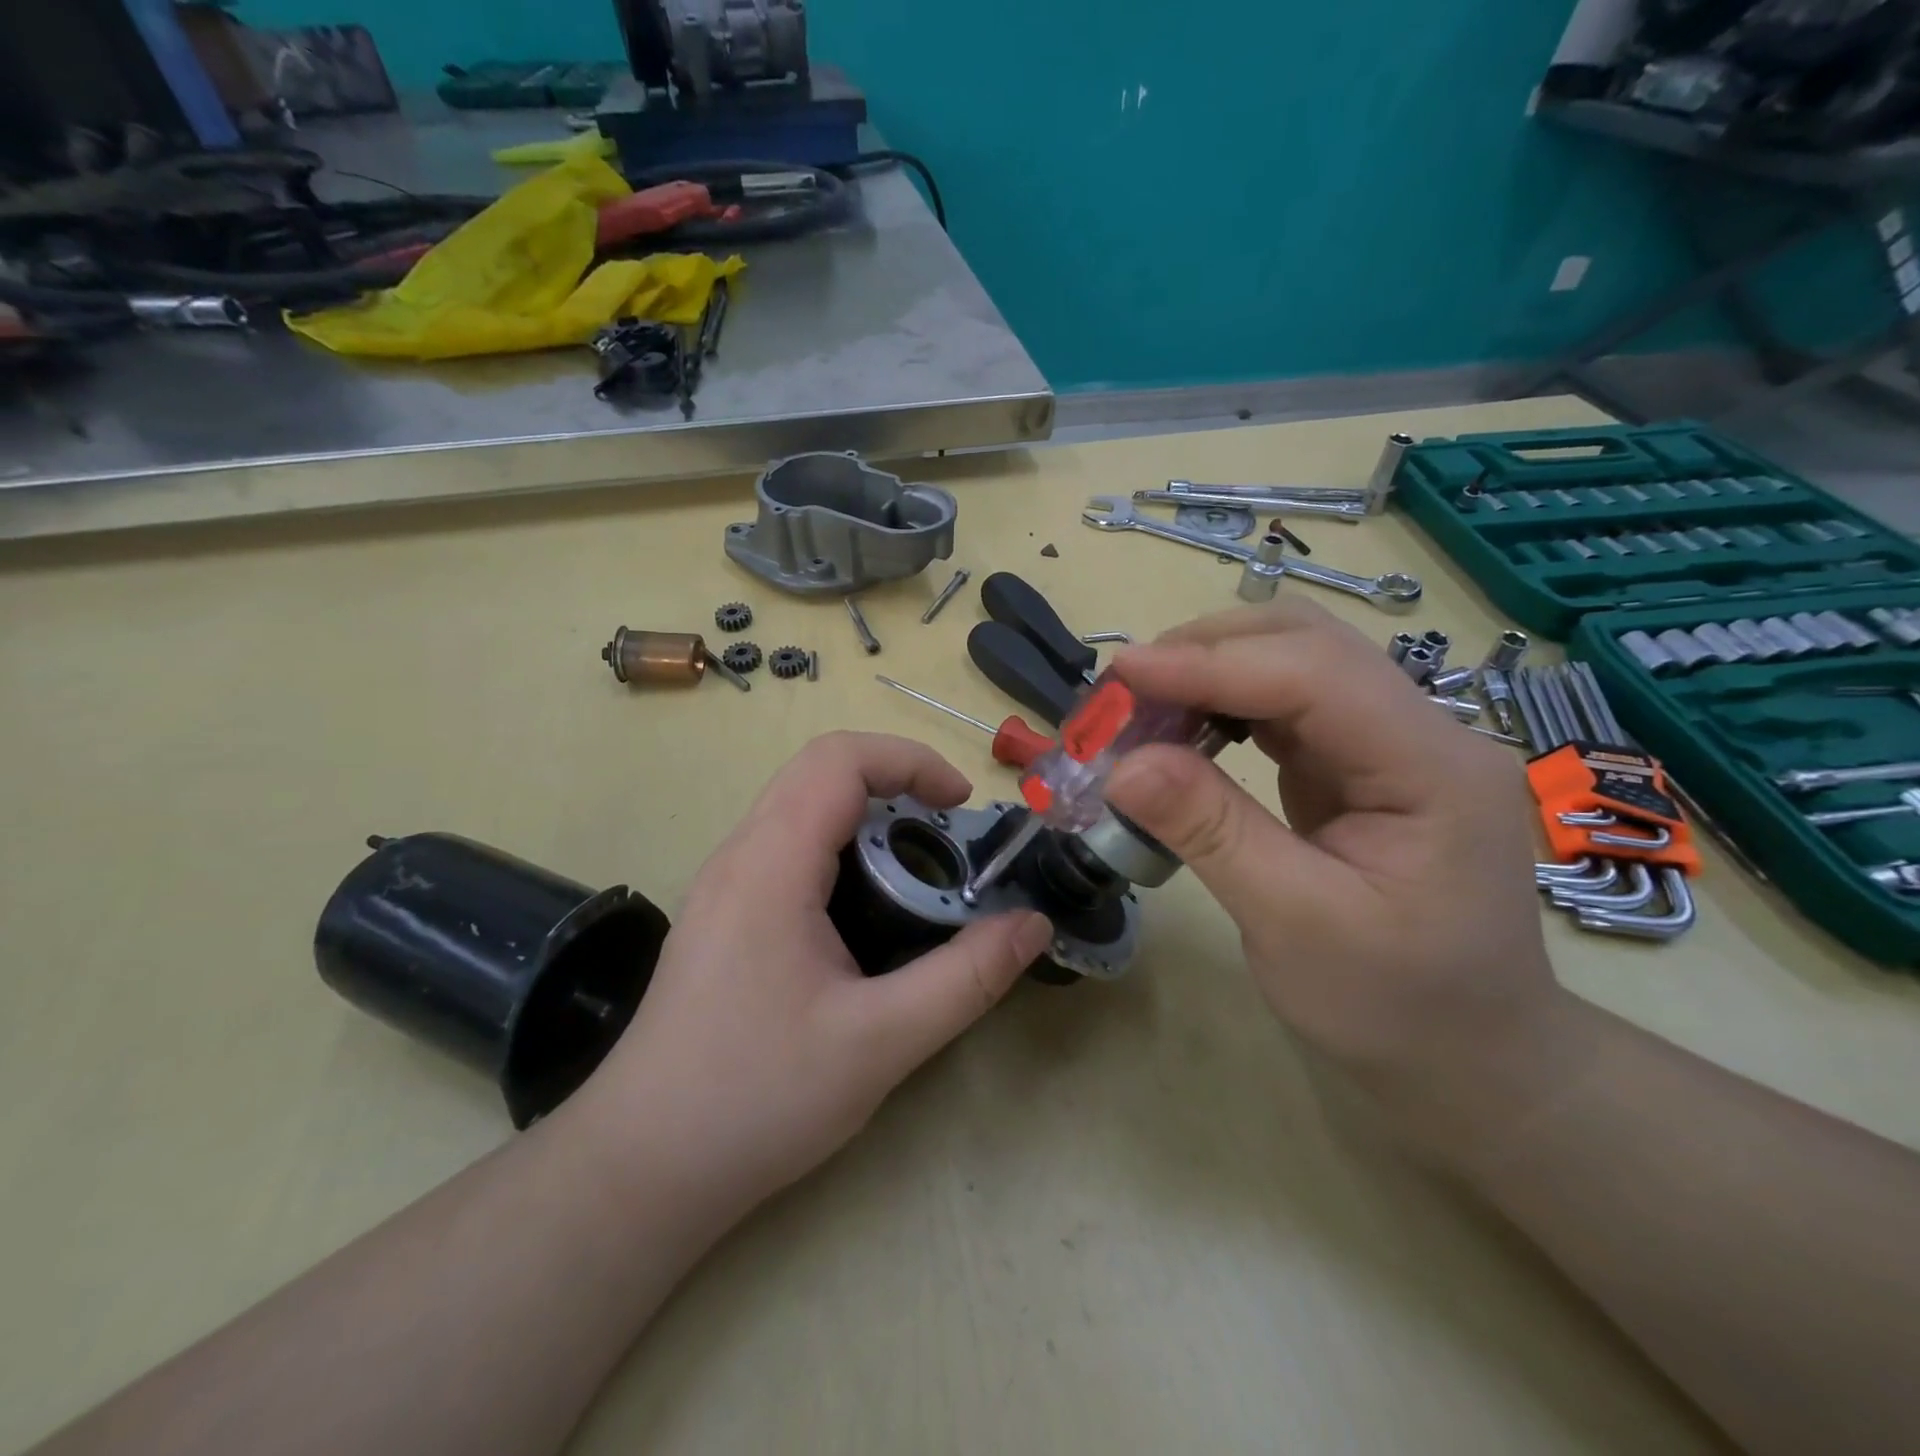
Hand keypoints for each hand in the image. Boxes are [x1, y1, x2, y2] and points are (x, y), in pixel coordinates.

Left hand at [589, 732, 1052, 1211]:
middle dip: (895, 784)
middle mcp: (739, 857)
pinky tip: (866, 914)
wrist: (642, 1168)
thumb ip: (967, 978)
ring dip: (867, 819)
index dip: (910, 760)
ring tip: (918, 873)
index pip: (838, 760)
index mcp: (770, 866)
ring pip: (800, 809)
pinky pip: (786, 848)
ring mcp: (723, 886)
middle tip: (950, 835)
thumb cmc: (757, 1099)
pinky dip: (840, 850)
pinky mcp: (722, 917)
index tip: (961, 805)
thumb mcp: (881, 1041)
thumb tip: (1034, 925)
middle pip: (819, 773)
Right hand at [1104, 601, 1575, 1161]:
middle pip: (1309, 643)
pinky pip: (1284, 706)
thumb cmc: (1393, 1004)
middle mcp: (1423, 732)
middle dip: (1207, 652)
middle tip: (1123, 691)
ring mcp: (1392, 742)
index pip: (1315, 675)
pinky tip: (1181, 730)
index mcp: (1433, 768)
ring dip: (1210, 671)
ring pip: (1293, 663)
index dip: (1211, 663)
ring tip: (1139, 707)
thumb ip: (1211, 832)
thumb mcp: (1293, 924)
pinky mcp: (1359, 762)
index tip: (1122, 673)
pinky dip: (1221, 704)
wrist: (1469, 1055)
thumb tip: (1123, 765)